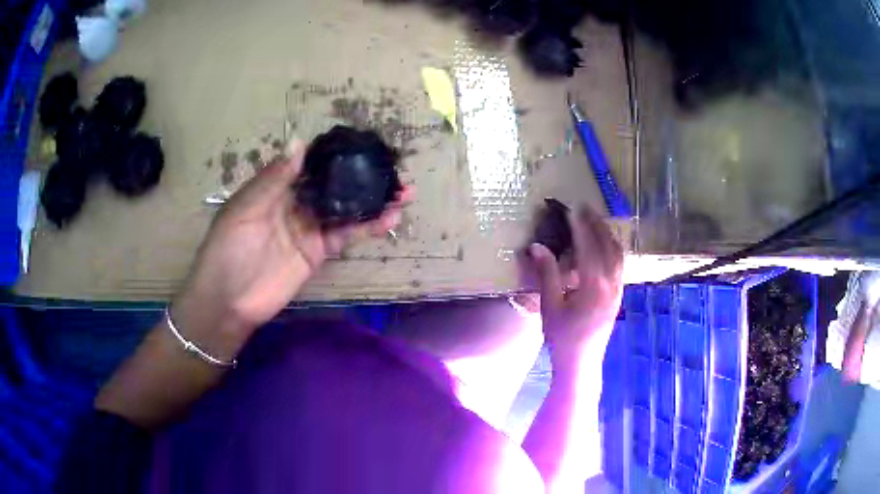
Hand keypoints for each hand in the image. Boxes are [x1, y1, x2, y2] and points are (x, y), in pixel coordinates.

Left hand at [173, 141, 411, 355]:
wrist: (228, 300)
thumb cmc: (227, 249)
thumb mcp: (245, 208)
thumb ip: (273, 179)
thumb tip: (300, 141)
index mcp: (274, 187)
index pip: (309, 163)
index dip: (334, 152)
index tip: (362, 141)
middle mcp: (295, 203)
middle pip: (333, 184)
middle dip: (360, 175)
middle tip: (392, 166)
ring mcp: (309, 228)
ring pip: (345, 209)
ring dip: (373, 201)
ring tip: (404, 192)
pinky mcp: (318, 252)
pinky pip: (345, 236)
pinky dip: (367, 227)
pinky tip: (390, 219)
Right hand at [528, 205, 623, 366]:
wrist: (581, 362)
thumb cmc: (562, 337)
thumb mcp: (550, 306)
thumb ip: (547, 274)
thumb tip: (537, 247)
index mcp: (593, 285)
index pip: (588, 246)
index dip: (580, 226)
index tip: (572, 209)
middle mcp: (611, 283)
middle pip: (608, 245)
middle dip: (597, 224)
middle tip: (585, 208)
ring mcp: (618, 289)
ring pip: (618, 254)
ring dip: (607, 234)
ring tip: (596, 221)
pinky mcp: (618, 295)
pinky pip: (620, 264)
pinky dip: (613, 248)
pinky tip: (605, 246)